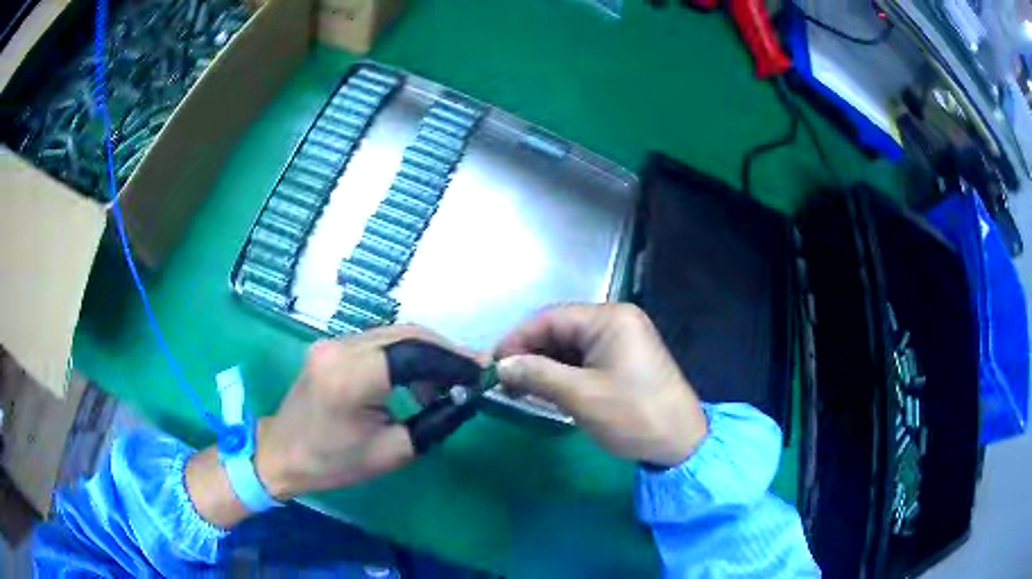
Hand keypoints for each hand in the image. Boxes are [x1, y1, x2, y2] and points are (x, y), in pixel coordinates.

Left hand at [255, 325, 484, 499]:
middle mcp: (340, 348)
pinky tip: (415, 379)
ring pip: (394, 333)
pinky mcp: (331, 344)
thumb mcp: (392, 452)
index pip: (415, 353)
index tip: (482, 372)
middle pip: (407, 334)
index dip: (453, 360)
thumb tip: (467, 398)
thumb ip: (435, 422)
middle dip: (445, 351)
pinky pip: (379, 340)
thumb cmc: (334, 463)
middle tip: (471, 373)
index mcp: (351, 379)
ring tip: (445, 383)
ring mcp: (332, 341)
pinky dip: (405, 354)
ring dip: (427, 352)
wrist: (282, 453)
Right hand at [495, 304, 706, 466]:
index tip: (493, 364)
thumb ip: (537, 374)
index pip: (551, 318)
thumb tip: (502, 366)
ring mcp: (623, 340)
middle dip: (531, 354)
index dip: (518, 339)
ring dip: (546, 367)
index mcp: (609, 318)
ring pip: (571, 347)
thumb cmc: (633, 415)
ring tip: (520, 390)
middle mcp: (617, 321)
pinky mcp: (625, 361)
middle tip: (504, 382)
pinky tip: (547, 391)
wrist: (680, 443)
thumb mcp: (580, 395)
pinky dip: (564, 374)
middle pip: (560, 330)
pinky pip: (586, 360)